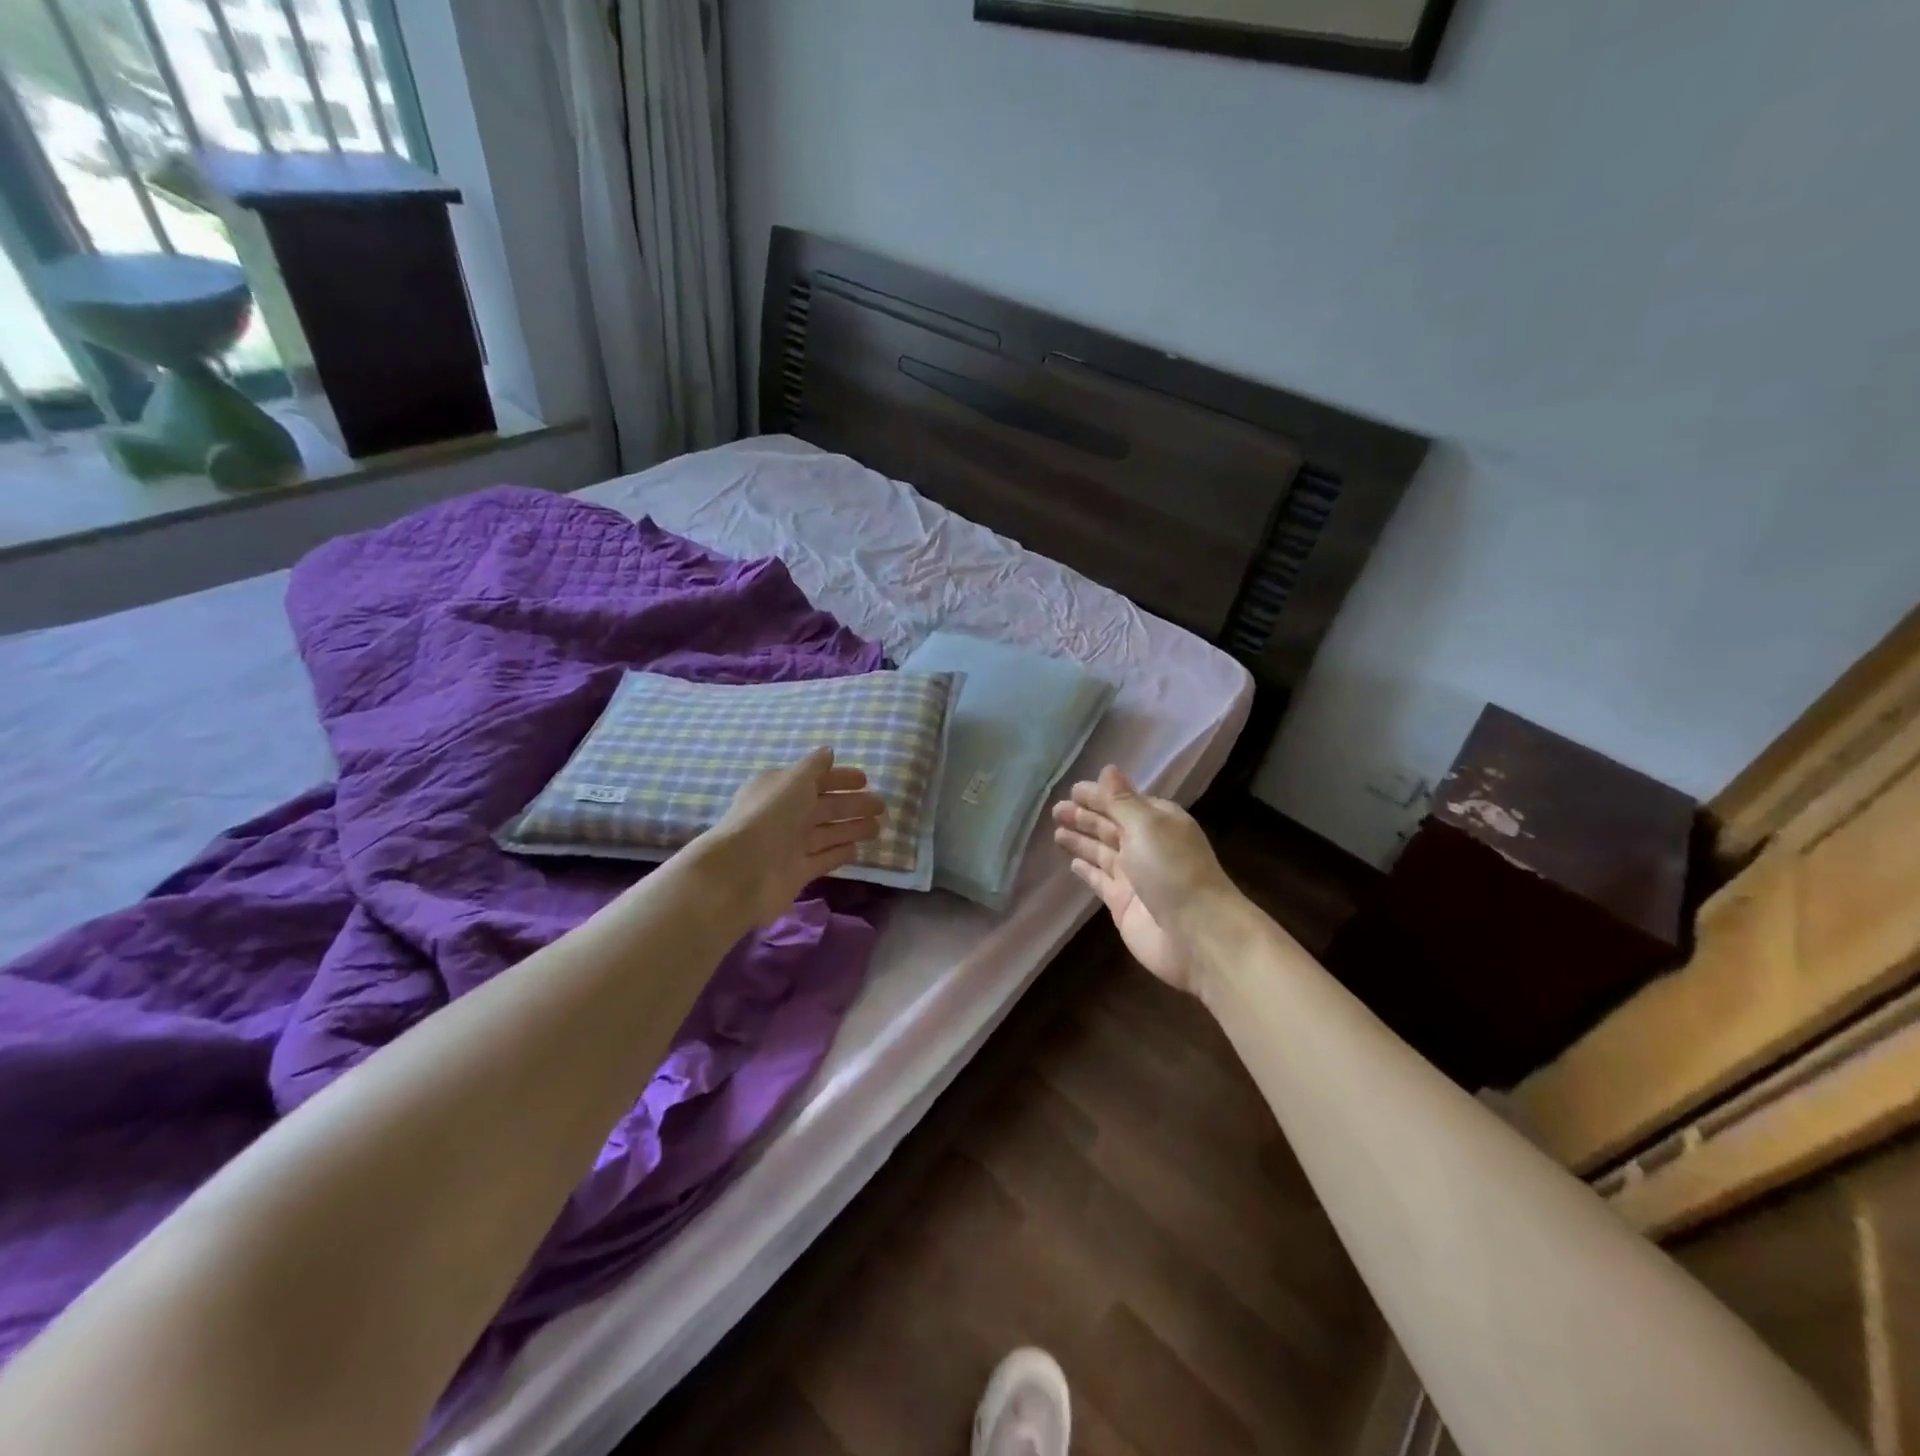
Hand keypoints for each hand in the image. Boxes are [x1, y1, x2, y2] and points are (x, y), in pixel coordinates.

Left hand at [698, 748, 886, 925]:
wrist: (744, 870)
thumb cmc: (771, 817)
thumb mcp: (794, 782)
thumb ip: (813, 767)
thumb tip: (828, 752)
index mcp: (780, 790)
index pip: (814, 779)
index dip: (839, 778)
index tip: (865, 780)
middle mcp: (785, 815)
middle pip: (825, 807)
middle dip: (853, 805)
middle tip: (882, 806)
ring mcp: (791, 845)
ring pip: (828, 832)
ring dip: (852, 828)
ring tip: (878, 828)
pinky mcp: (798, 871)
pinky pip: (824, 859)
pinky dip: (840, 853)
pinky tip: (858, 850)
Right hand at [1051, 766, 1239, 993]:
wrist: (1196, 936)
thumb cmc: (1173, 871)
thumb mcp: (1146, 826)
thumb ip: (1121, 801)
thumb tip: (1108, 769)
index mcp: (1158, 822)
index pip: (1123, 802)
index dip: (1099, 795)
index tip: (1072, 789)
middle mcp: (1147, 846)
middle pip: (1111, 826)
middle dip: (1085, 816)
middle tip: (1056, 810)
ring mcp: (1134, 876)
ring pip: (1102, 851)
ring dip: (1081, 840)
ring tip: (1056, 831)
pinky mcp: (1123, 903)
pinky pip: (1100, 880)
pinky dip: (1087, 869)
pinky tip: (1072, 862)